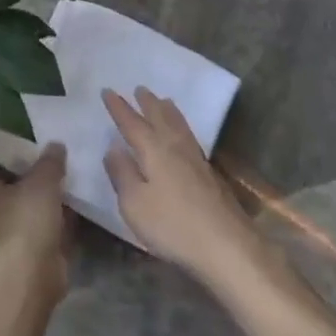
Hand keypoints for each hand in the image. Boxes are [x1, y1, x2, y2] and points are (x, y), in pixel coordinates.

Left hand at [0, 143, 70, 291]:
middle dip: (35, 176)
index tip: (35, 145)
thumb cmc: (28, 218)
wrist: (34, 272)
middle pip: (14, 185)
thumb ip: (50, 160)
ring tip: (72, 178)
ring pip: (30, 206)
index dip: (13, 153)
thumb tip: (56, 144)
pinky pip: (44, 225)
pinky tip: (78, 205)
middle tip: (58, 159)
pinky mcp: (28, 250)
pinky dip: (58, 218)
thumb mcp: (43, 179)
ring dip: (48, 198)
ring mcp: (8, 232)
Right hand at [103, 88, 260, 286]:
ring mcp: (196, 160)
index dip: (119, 108)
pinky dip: (182, 126)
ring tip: (163, 100)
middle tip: (139, 88)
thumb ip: (121, 173)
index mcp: (154, 151)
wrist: (227, 246)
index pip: (131, 123)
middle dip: (147, 103)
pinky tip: (183, 135)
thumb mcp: (134, 203)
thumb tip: (113, 148)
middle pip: (159, 118)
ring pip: (179, 126)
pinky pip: (190, 137)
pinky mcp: (209, 175)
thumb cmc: (172, 225)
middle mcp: (175, 148)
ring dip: (168, 111)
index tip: (108, 91)